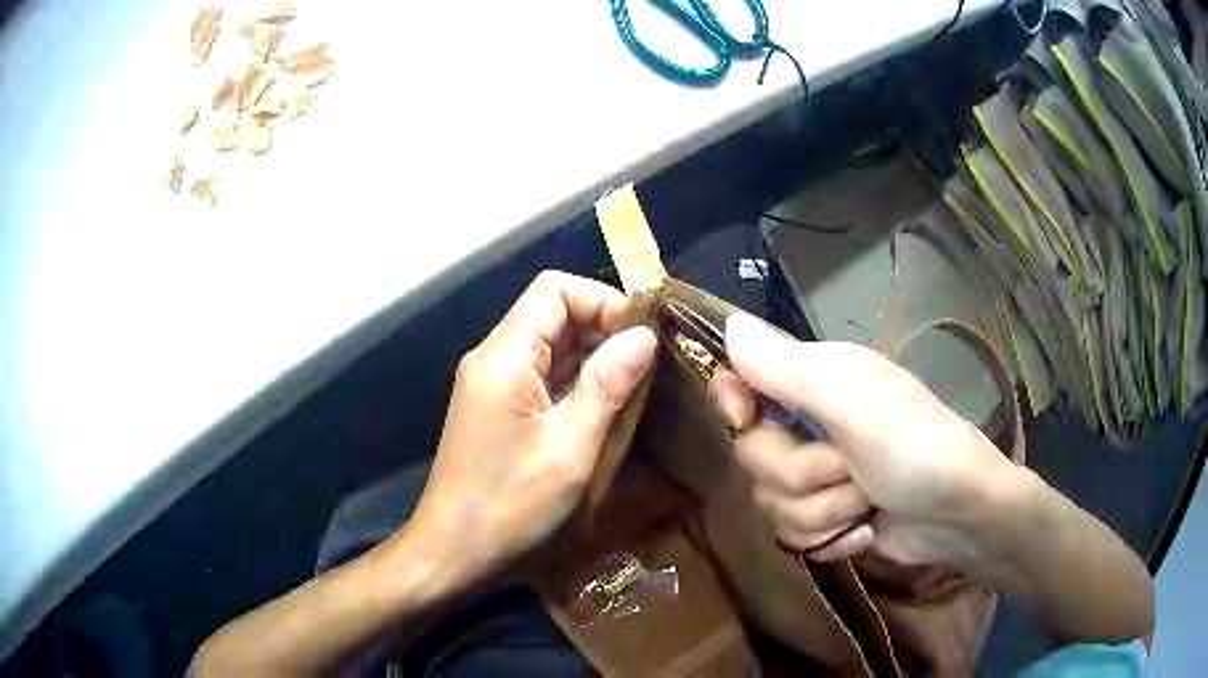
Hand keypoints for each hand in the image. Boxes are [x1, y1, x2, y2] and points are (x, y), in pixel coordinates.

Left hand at [405, 271, 656, 589]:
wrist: (452, 552)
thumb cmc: (510, 505)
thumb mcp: (570, 448)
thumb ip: (607, 386)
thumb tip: (644, 335)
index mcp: (505, 355)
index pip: (555, 289)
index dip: (603, 301)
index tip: (643, 337)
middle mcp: (493, 357)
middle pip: (553, 313)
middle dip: (603, 331)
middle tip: (647, 368)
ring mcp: (492, 383)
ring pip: (550, 345)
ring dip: (593, 359)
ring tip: (633, 390)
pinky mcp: (496, 408)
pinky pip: (541, 376)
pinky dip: (575, 382)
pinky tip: (603, 410)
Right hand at [711, 313, 1019, 565]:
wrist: (961, 514)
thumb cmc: (917, 448)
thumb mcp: (855, 404)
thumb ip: (789, 369)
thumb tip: (729, 324)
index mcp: (815, 382)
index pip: (742, 381)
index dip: (733, 400)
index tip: (743, 416)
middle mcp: (810, 426)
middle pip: (754, 458)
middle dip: (804, 475)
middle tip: (852, 469)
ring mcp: (818, 477)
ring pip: (772, 504)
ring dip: (825, 513)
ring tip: (869, 502)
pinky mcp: (826, 519)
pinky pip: (793, 536)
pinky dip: (833, 538)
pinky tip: (866, 529)